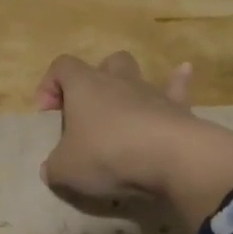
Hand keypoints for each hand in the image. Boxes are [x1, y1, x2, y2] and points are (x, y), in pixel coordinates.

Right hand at [35, 52, 232, 231]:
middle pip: (104, 63)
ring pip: (137, 74)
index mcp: (84, 86)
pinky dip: (178, 81)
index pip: (62, 66)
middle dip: (95, 80)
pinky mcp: (179, 109)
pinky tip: (184, 71)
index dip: (50, 85)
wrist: (172, 159)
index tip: (48, 115)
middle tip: (88, 111)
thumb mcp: (66, 169)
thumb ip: (54, 167)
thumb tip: (51, 169)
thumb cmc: (108, 155)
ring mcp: (150, 92)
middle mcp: (117, 81)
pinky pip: (177, 88)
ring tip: (127, 101)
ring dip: (130, 85)